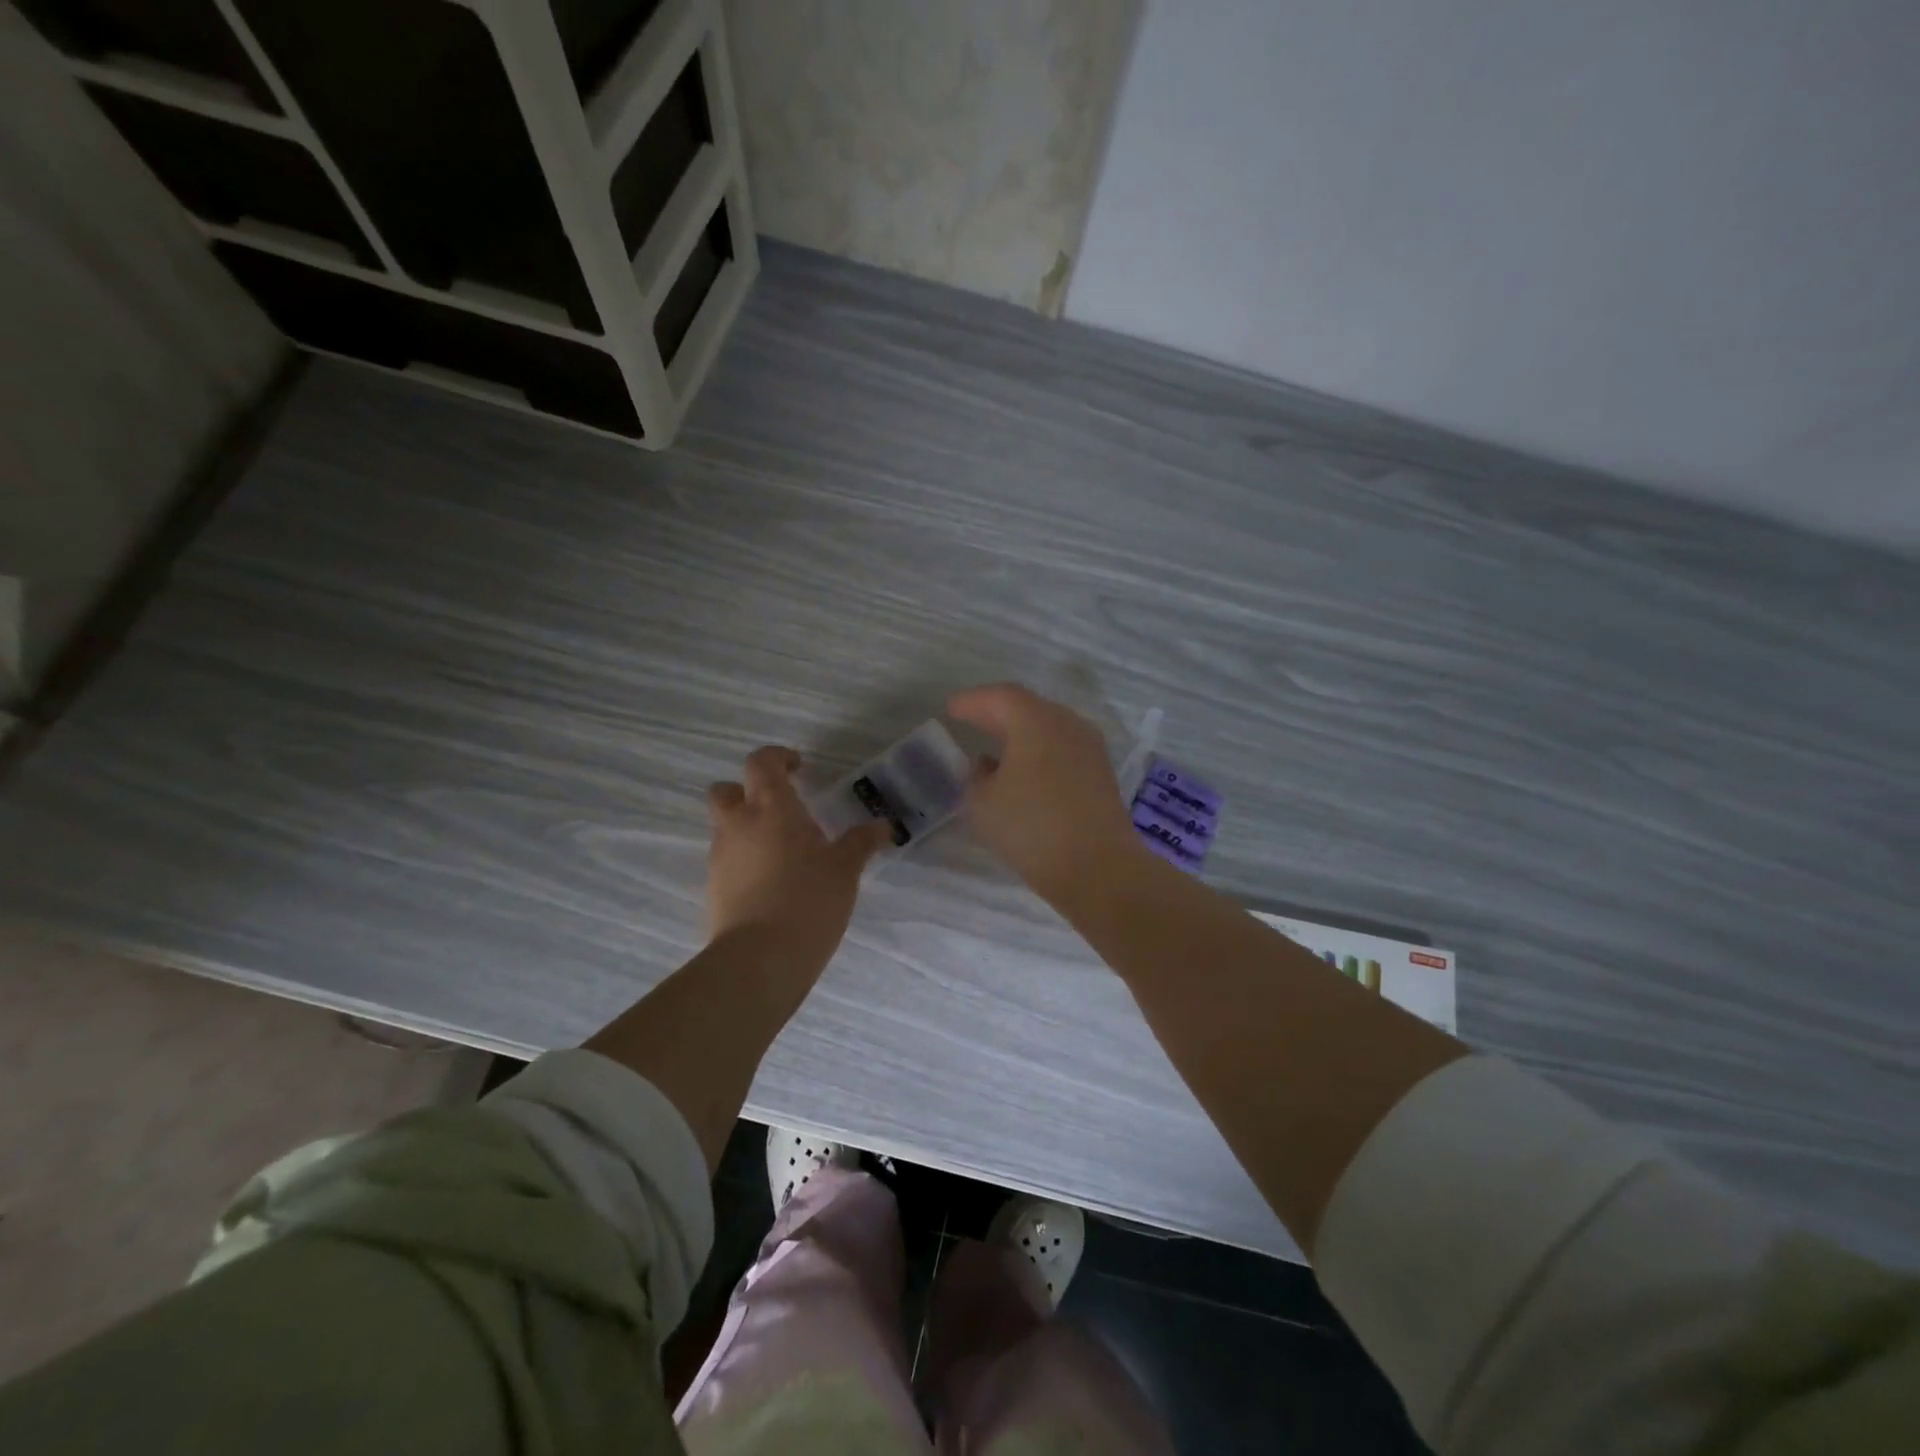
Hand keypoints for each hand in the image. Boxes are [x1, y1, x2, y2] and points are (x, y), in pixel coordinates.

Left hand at [706, 746, 892, 968]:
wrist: (760, 959)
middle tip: (778, 807)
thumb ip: (861, 842)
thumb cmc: (808, 901)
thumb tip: (883, 826)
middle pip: (726, 790)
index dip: (778, 757)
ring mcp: (721, 857)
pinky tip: (772, 882)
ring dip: (747, 828)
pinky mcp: (714, 888)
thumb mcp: (845, 870)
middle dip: (747, 791)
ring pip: (725, 827)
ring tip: (783, 852)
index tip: (799, 768)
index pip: (761, 762)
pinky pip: (727, 860)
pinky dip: (744, 860)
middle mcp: (738, 825)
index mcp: (771, 808)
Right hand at [946, 684, 1146, 903]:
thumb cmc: (1032, 828)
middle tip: (970, 720)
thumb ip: (976, 776)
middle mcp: (1066, 724)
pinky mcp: (1100, 773)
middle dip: (996, 713)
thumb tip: (985, 764)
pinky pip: (1062, 749)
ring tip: (995, 746)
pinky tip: (1025, 770)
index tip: (951, 708)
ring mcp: (1089, 748)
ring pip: (1048, 728)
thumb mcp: (983, 803)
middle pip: (1027, 708)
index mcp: (1035, 721)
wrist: (1098, 867)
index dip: (972, 701)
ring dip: (1020, 733)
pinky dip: (1039, 751)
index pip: (999, 697)